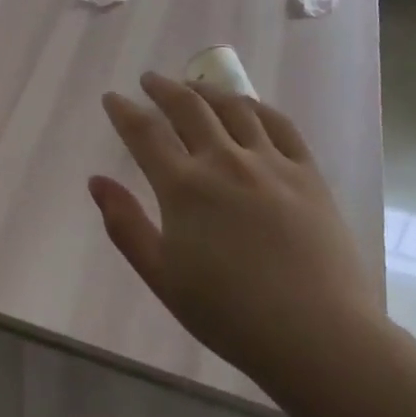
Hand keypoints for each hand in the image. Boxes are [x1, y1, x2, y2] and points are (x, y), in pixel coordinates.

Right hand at [91, 72, 382, 400]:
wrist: (318, 336)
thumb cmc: (230, 315)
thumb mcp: (162, 277)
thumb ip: (125, 226)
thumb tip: (97, 181)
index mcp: (184, 187)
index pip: (145, 132)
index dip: (124, 111)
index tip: (112, 98)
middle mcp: (224, 161)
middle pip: (187, 107)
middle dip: (162, 88)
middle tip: (149, 80)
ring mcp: (269, 162)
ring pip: (233, 107)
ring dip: (206, 91)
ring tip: (194, 87)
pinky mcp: (306, 172)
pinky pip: (279, 124)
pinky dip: (256, 107)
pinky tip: (248, 107)